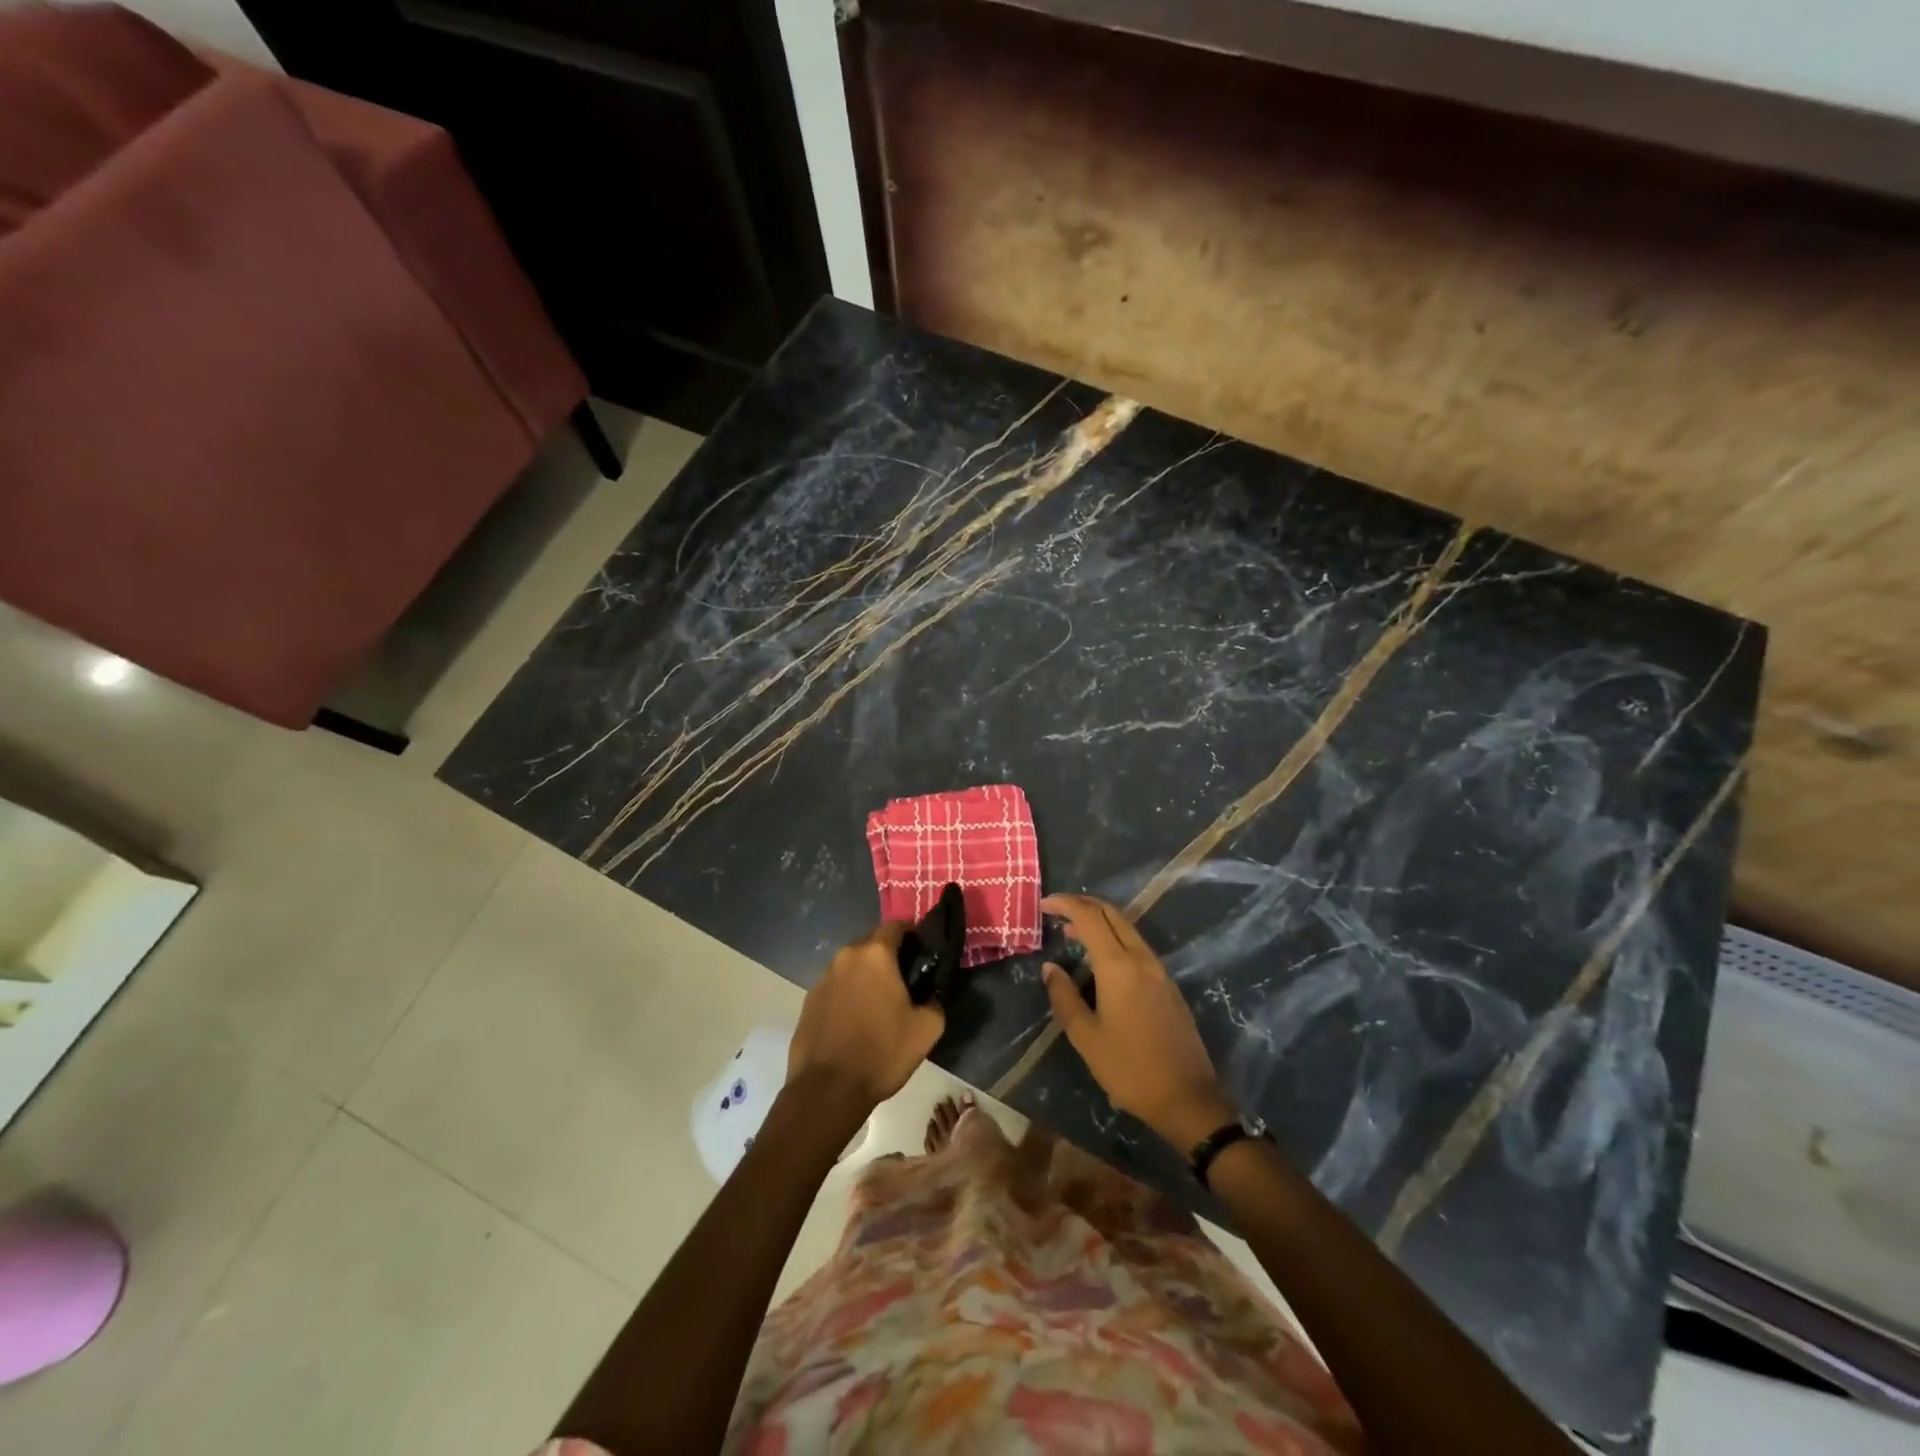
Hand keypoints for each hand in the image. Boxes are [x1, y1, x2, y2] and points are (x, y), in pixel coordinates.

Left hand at [787, 921, 944, 1125]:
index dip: (911, 935)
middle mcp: (846, 957)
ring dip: (865, 976)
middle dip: (888, 956)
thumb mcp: (926, 1030)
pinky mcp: (808, 1000)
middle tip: (903, 981)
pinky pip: (835, 986)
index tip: (922, 953)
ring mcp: (823, 978)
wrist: (827, 1090)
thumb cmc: (882, 1053)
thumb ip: (935, 1001)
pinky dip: (847, 994)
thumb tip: (931, 995)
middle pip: (871, 944)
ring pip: (851, 966)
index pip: (896, 926)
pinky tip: (855, 1020)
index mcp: (875, 955)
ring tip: (878, 1004)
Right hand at [1041, 893, 1239, 1150]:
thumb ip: (1064, 997)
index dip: (1065, 904)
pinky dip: (1115, 938)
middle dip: (1083, 904)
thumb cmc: (1130, 1069)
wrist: (1188, 1098)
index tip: (1044, 905)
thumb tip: (1050, 967)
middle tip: (1058, 911)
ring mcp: (1159, 970)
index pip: (1089, 917)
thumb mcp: (1086, 1037)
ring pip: (1127, 928)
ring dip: (1100, 921)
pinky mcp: (1168, 985)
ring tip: (1074, 934)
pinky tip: (1101, 960)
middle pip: (1112, 913)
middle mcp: (1142, 958)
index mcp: (1118, 966)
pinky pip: (1137, 946)